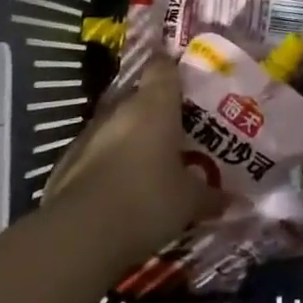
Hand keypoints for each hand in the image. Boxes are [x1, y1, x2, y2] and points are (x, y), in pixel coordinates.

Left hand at [40, 58, 217, 268]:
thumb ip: (212, 195)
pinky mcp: (68, 163)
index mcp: (155, 104)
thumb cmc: (146, 201)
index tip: (188, 75)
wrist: (78, 237)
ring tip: (153, 162)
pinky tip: (121, 189)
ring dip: (133, 138)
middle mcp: (121, 110)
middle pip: (142, 97)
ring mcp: (89, 135)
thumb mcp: (189, 202)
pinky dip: (110, 164)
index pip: (163, 66)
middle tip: (181, 129)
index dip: (174, 66)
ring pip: (118, 126)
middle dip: (159, 110)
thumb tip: (235, 200)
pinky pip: (97, 154)